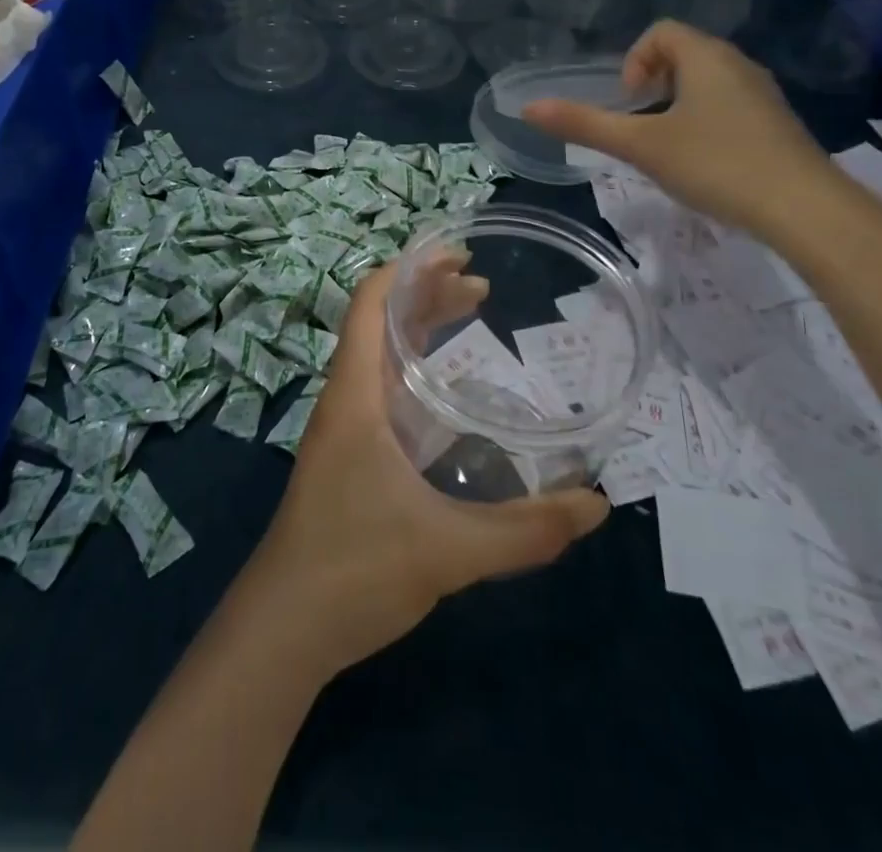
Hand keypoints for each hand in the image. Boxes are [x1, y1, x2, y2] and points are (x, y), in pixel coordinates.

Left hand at [242, 263, 608, 678]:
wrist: (284, 627)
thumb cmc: (354, 568)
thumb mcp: (447, 549)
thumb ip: (525, 531)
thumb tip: (597, 506)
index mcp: (356, 395)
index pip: (369, 304)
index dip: (408, 269)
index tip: (457, 254)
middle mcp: (347, 399)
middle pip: (380, 322)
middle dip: (426, 294)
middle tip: (481, 284)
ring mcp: (345, 428)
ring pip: (382, 356)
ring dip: (420, 329)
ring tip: (470, 315)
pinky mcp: (350, 457)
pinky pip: (384, 390)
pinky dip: (416, 370)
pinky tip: (449, 394)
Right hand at [521, 20, 833, 236]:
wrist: (805, 209)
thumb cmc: (716, 164)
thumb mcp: (641, 146)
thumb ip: (584, 125)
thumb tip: (529, 108)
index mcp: (707, 58)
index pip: (661, 32)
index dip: (634, 60)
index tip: (630, 102)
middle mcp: (738, 66)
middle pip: (684, 53)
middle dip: (652, 83)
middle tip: (642, 124)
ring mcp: (763, 96)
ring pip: (707, 82)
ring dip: (677, 104)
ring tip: (666, 146)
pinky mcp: (776, 125)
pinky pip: (729, 106)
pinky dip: (705, 122)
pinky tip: (702, 162)